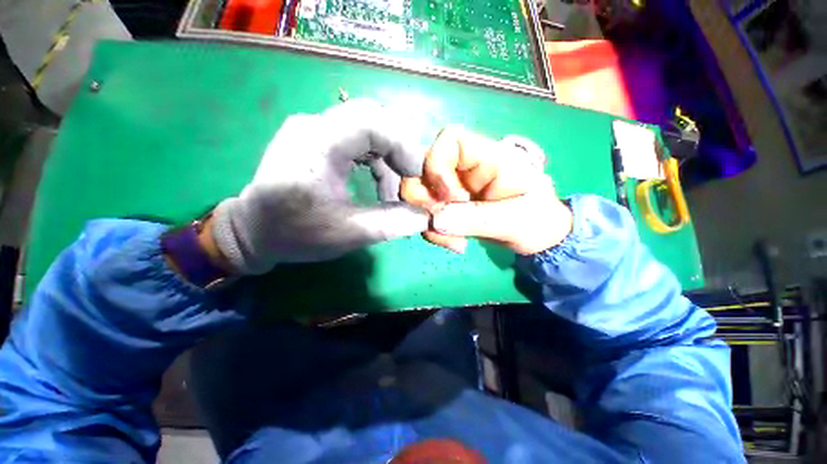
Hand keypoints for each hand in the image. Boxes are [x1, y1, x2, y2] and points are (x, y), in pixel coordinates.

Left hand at [211, 100, 429, 274]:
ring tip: (392, 192)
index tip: (417, 176)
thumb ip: (393, 223)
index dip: (403, 146)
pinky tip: (377, 185)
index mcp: (317, 144)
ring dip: (387, 158)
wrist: (253, 232)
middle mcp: (314, 126)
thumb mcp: (350, 233)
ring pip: (366, 128)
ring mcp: (313, 130)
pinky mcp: (315, 140)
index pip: (372, 122)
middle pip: (372, 118)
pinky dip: (375, 160)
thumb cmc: (296, 233)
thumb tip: (427, 216)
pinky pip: (355, 139)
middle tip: (409, 179)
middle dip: (398, 149)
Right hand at [401, 126, 571, 254]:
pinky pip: (426, 214)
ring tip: (455, 240)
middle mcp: (465, 168)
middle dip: (425, 199)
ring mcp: (454, 187)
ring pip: (420, 194)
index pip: (450, 139)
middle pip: (423, 168)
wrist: (537, 236)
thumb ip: (477, 219)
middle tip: (443, 223)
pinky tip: (455, 243)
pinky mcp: (448, 205)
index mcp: (488, 158)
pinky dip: (435, 232)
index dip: (438, 166)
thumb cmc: (536, 220)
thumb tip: (436, 220)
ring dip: (430, 220)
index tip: (448, 197)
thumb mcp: (514, 221)